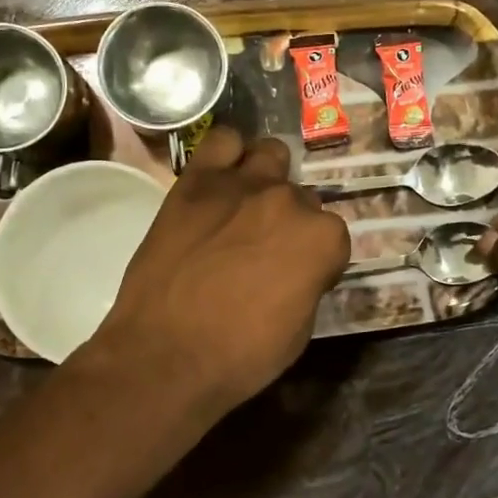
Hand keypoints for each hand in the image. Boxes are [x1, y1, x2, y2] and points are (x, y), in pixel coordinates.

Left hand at [84, 127, 349, 421]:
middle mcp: (287, 201)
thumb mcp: (299, 329)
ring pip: (271, 155)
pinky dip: (228, 155)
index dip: (318, 261)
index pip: (333, 236)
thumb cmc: (240, 356)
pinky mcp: (196, 181)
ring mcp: (240, 185)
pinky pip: (222, 141)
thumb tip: (300, 267)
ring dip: (267, 178)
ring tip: (248, 207)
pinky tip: (222, 179)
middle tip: (265, 250)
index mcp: (321, 239)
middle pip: (302, 198)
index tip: (300, 279)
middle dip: (290, 222)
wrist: (164, 356)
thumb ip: (308, 281)